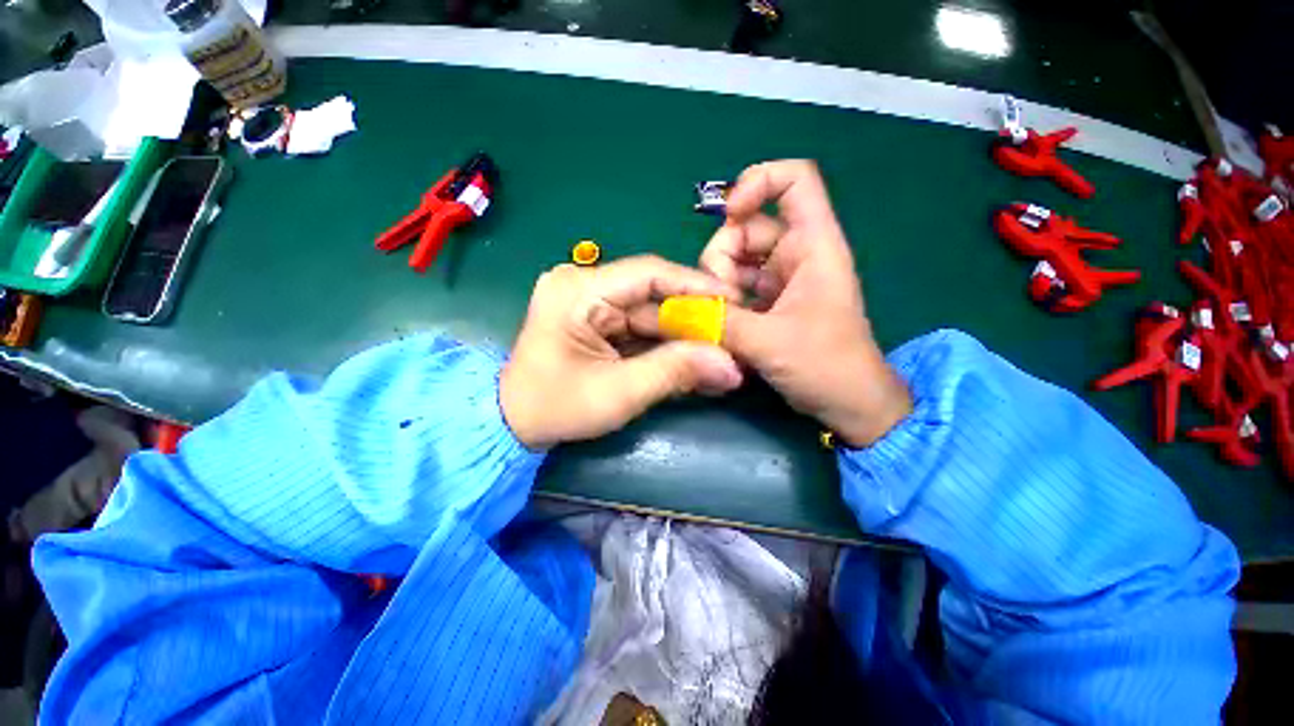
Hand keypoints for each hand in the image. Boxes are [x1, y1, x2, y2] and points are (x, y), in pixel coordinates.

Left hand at [501, 256, 744, 449]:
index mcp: (578, 290)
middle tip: (732, 338)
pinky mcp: (595, 320)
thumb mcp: (619, 392)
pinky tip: (691, 359)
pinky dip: (664, 345)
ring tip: (718, 354)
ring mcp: (589, 302)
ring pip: (650, 313)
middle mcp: (583, 285)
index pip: (649, 273)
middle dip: (692, 321)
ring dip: (682, 336)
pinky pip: (638, 327)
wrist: (514, 424)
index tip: (734, 302)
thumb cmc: (557, 408)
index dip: (695, 286)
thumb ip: (675, 372)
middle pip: (652, 296)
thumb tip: (731, 365)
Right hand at [699, 160, 911, 446]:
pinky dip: (722, 306)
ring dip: (718, 291)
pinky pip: (735, 290)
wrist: (849, 404)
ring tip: (723, 324)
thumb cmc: (826, 365)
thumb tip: (673, 309)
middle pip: (744, 231)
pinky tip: (722, 330)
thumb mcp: (769, 341)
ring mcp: (780, 280)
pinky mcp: (769, 304)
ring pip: (734, 264)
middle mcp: (795, 255)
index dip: (757, 183)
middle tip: (719, 304)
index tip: (728, 216)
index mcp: (812, 246)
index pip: (793, 180)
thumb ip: (718, 322)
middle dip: (721, 263)